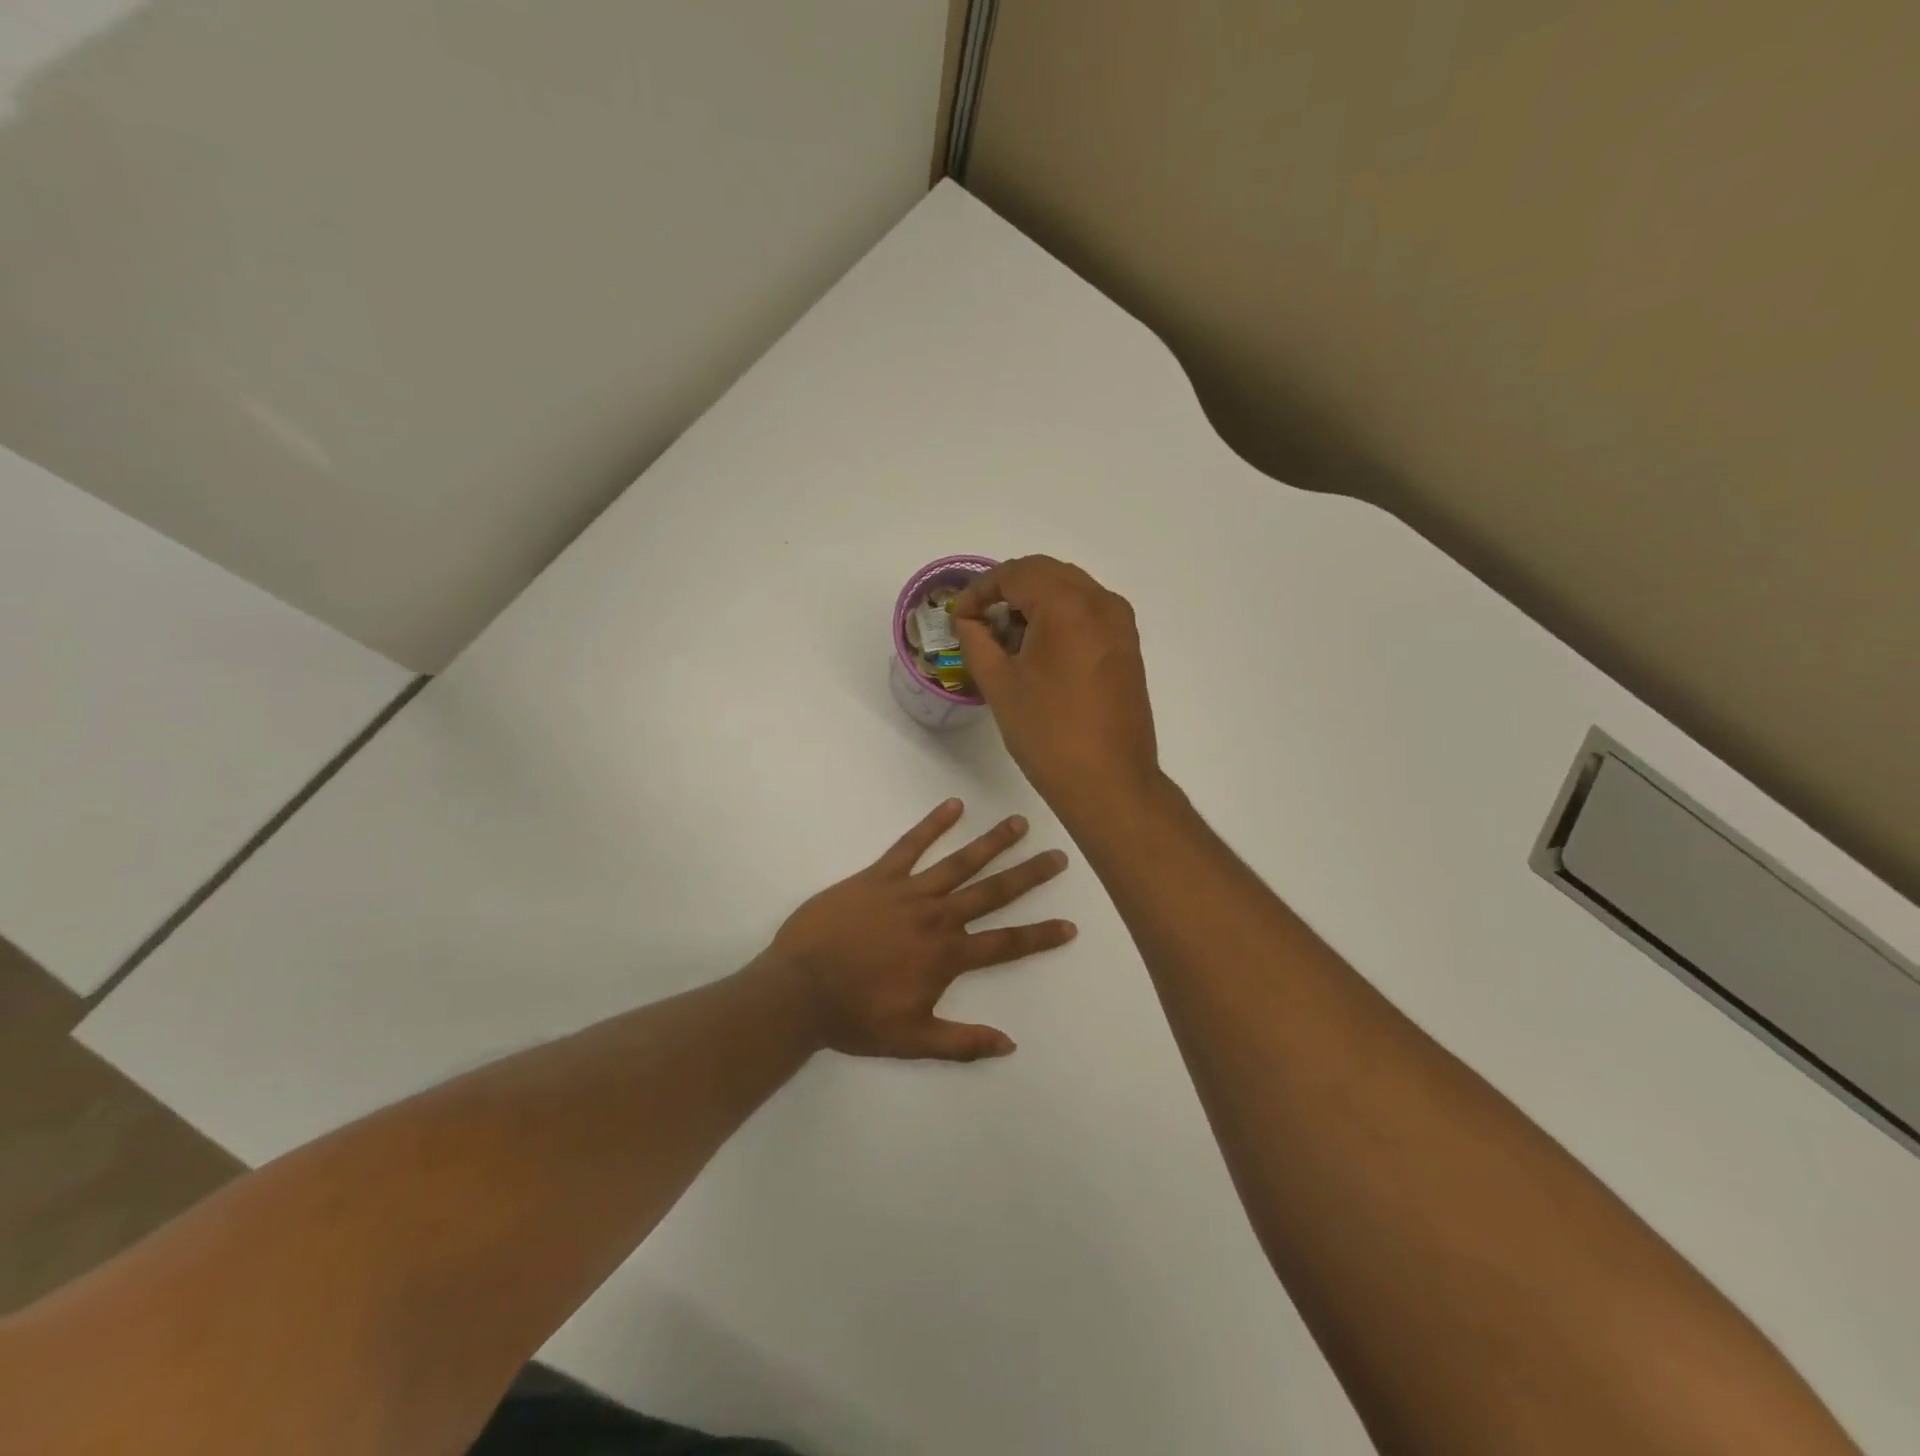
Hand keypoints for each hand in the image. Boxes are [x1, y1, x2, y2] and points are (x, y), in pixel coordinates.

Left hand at [769, 800, 1075, 1061]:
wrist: (799, 989)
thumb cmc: (855, 1017)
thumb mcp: (912, 1040)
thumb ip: (962, 1042)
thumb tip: (1010, 1044)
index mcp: (947, 956)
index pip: (1006, 943)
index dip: (1040, 935)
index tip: (1070, 923)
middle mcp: (937, 917)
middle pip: (992, 892)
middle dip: (1029, 875)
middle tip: (1058, 856)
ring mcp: (908, 892)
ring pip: (960, 862)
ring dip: (992, 842)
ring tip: (1019, 822)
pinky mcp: (879, 876)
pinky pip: (910, 845)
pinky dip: (933, 824)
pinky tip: (954, 805)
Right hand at [953, 556, 1158, 814]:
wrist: (1110, 781)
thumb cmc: (1048, 734)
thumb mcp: (1000, 685)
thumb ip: (976, 641)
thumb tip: (967, 620)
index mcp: (1067, 605)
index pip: (1015, 574)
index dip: (980, 590)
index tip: (959, 617)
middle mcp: (1101, 602)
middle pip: (1045, 573)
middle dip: (1007, 589)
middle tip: (979, 620)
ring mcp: (1120, 623)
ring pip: (1069, 590)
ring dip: (1034, 601)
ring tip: (1005, 637)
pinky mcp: (1127, 645)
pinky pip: (1088, 611)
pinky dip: (1059, 616)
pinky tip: (1038, 649)